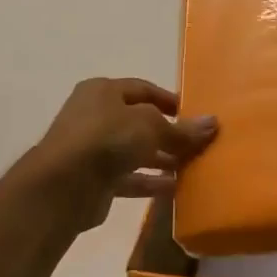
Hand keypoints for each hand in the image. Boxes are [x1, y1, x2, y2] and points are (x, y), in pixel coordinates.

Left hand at [20, 78, 216, 230]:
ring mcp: (93, 149)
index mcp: (103, 91)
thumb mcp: (151, 126)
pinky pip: (128, 177)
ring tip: (191, 167)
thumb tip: (213, 123)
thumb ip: (182, 129)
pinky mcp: (94, 179)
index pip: (143, 89)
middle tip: (197, 144)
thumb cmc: (108, 138)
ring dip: (162, 159)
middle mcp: (95, 116)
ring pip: (135, 151)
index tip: (195, 114)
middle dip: (169, 133)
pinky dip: (149, 182)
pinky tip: (175, 188)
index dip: (169, 100)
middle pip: (139, 122)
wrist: (64, 185)